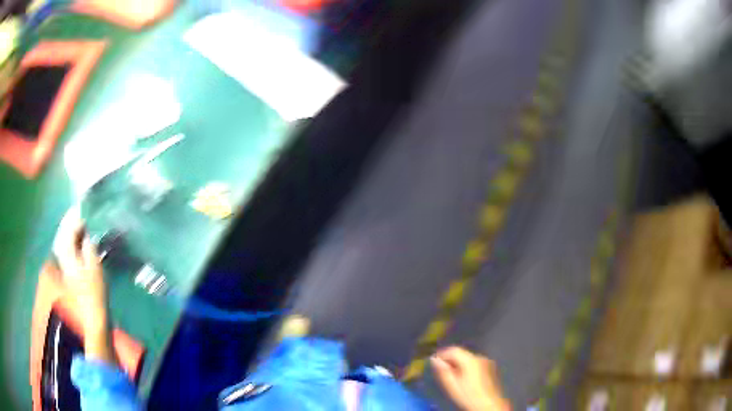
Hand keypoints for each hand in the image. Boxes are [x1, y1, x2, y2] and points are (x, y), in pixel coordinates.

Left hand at [54, 208, 115, 363]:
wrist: (92, 316)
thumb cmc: (94, 292)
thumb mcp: (94, 265)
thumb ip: (88, 245)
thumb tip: (85, 232)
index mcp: (67, 252)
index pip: (69, 226)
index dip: (77, 214)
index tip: (85, 205)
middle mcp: (61, 254)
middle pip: (63, 231)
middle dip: (71, 219)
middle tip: (82, 210)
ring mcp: (63, 263)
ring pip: (64, 239)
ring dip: (71, 229)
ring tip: (81, 222)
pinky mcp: (67, 271)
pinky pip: (66, 248)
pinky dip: (72, 241)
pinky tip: (78, 240)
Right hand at [431, 347, 510, 410]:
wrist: (489, 404)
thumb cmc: (469, 395)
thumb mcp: (452, 385)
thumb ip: (443, 370)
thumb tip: (435, 359)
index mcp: (471, 360)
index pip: (454, 350)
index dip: (442, 353)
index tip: (434, 359)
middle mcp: (480, 358)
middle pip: (462, 354)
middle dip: (451, 360)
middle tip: (442, 369)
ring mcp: (487, 362)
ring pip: (469, 359)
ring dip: (459, 364)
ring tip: (452, 375)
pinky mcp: (491, 368)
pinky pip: (475, 363)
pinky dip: (468, 367)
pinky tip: (464, 378)